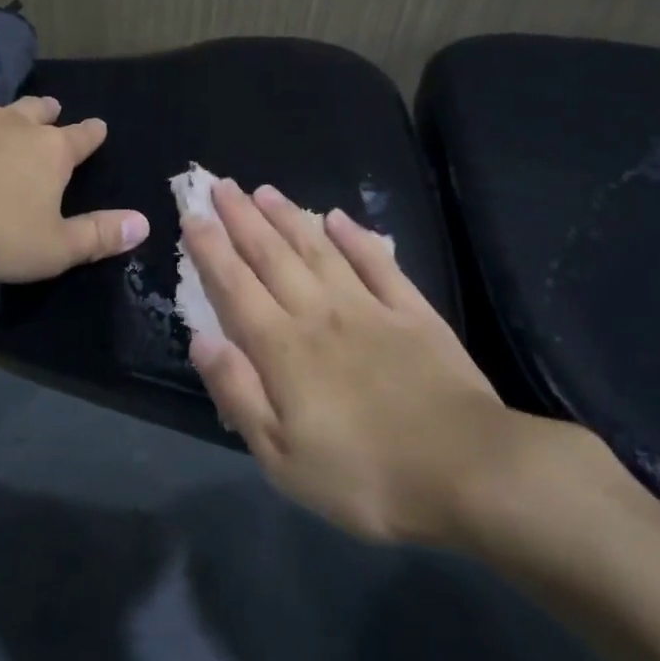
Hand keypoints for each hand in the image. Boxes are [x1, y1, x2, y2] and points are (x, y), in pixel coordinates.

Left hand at [0, 29, 149, 281]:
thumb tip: (143, 224)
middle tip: (48, 102)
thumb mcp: (55, 249)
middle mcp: (8, 123)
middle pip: (31, 110)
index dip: (91, 134)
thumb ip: (99, 235)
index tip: (99, 127)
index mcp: (47, 154)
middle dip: (42, 106)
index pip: (79, 140)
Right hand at [182, 179, 578, 546]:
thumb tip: (200, 339)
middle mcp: (319, 312)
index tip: (193, 215)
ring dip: (288, 216)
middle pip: (271, 255)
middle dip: (241, 217)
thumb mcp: (282, 457)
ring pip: (318, 249)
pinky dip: (355, 237)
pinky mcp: (412, 311)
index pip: (235, 286)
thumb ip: (238, 392)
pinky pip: (377, 262)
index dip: (210, 248)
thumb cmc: (364, 475)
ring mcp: (368, 306)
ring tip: (264, 190)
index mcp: (283, 348)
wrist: (466, 470)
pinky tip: (337, 217)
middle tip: (220, 185)